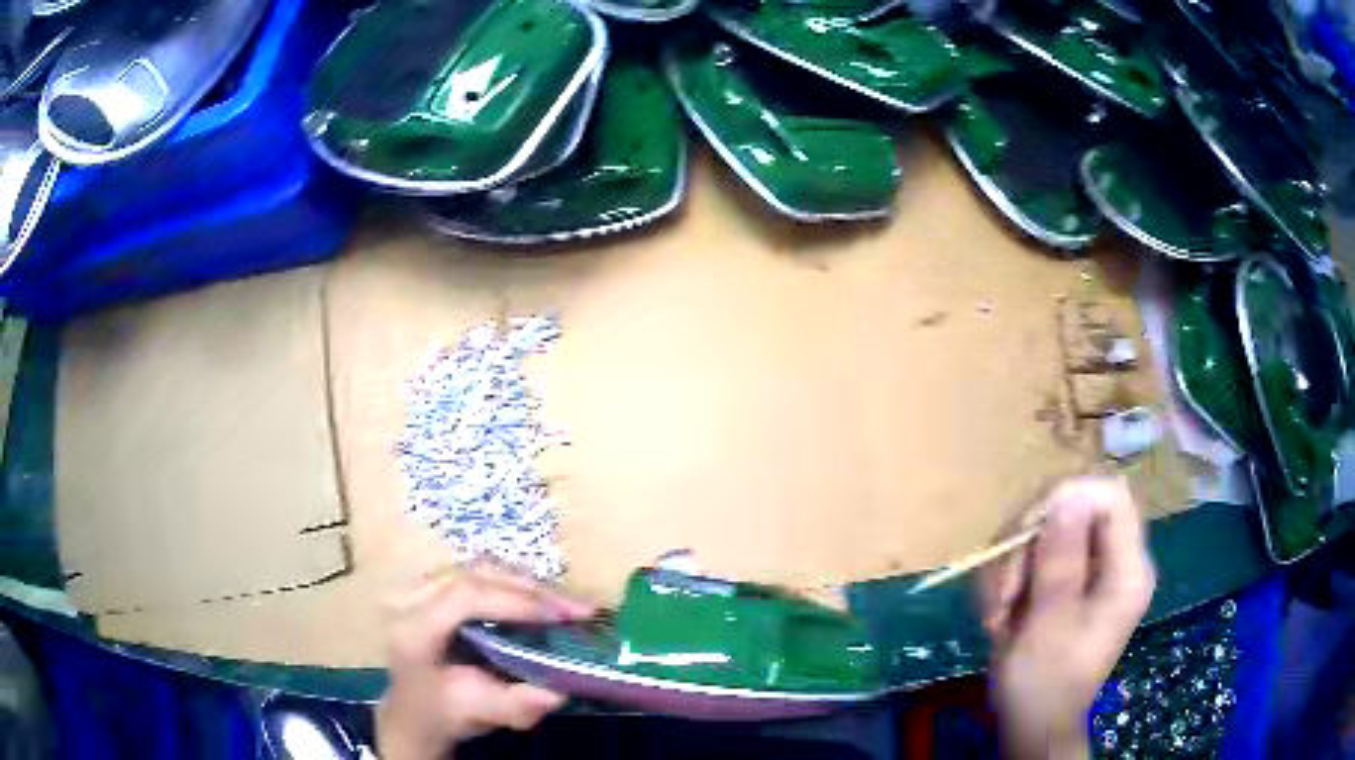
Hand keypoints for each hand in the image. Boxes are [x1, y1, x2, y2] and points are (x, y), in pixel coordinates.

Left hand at [376, 564, 593, 759]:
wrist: (414, 708)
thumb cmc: (443, 711)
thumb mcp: (477, 714)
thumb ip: (513, 705)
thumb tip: (558, 693)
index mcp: (413, 628)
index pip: (464, 597)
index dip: (516, 601)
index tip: (564, 617)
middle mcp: (411, 597)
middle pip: (477, 574)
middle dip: (534, 590)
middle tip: (582, 609)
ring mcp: (420, 585)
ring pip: (481, 567)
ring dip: (530, 585)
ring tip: (571, 605)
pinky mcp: (435, 583)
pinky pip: (481, 573)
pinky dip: (518, 585)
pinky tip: (546, 600)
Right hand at [980, 477, 1155, 759]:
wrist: (1031, 724)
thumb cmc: (1044, 683)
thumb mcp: (1050, 623)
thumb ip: (1061, 559)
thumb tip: (1066, 495)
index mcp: (1127, 569)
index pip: (1109, 496)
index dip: (1066, 499)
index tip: (1025, 534)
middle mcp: (1113, 560)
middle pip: (1073, 509)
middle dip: (1028, 542)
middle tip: (1003, 587)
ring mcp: (1089, 571)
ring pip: (1046, 531)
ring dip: (1011, 565)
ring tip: (996, 610)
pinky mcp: (1065, 583)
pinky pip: (1033, 556)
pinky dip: (1008, 578)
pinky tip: (998, 612)